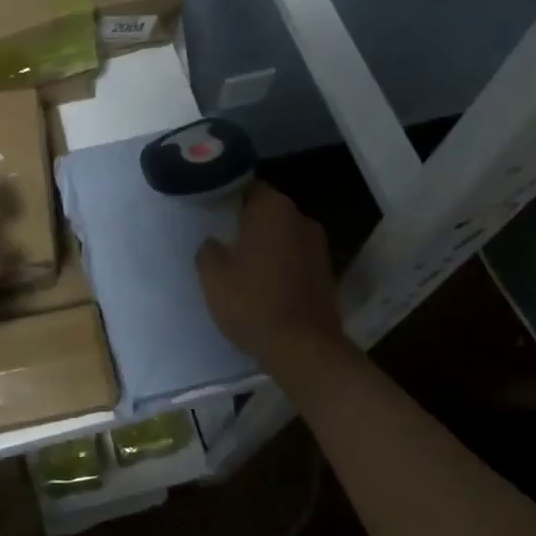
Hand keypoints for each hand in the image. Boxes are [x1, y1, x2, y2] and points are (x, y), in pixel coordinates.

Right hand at [195, 183, 343, 362]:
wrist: (303, 349)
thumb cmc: (252, 302)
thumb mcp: (212, 275)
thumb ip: (208, 249)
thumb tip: (215, 243)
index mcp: (273, 208)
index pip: (248, 187)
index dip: (228, 197)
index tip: (212, 212)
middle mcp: (301, 218)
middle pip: (268, 211)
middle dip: (247, 222)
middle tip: (222, 238)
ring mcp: (319, 246)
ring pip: (283, 235)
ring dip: (266, 244)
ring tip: (241, 263)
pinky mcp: (327, 273)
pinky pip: (296, 258)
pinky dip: (281, 264)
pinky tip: (264, 283)